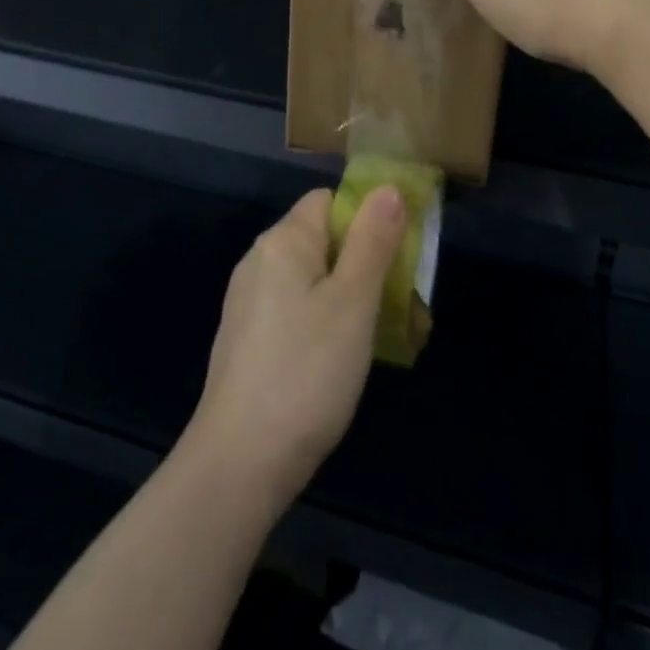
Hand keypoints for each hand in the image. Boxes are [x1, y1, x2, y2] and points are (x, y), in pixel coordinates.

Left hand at [182, 187, 405, 511]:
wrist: (240, 461)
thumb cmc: (306, 371)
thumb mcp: (353, 302)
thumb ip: (372, 241)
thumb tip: (387, 188)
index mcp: (282, 241)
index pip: (329, 201)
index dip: (368, 218)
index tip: (401, 254)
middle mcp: (260, 261)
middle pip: (325, 242)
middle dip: (370, 267)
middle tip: (409, 307)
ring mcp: (250, 302)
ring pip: (315, 282)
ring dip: (356, 301)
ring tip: (394, 338)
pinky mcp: (250, 339)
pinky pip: (298, 313)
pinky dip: (329, 325)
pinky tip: (349, 362)